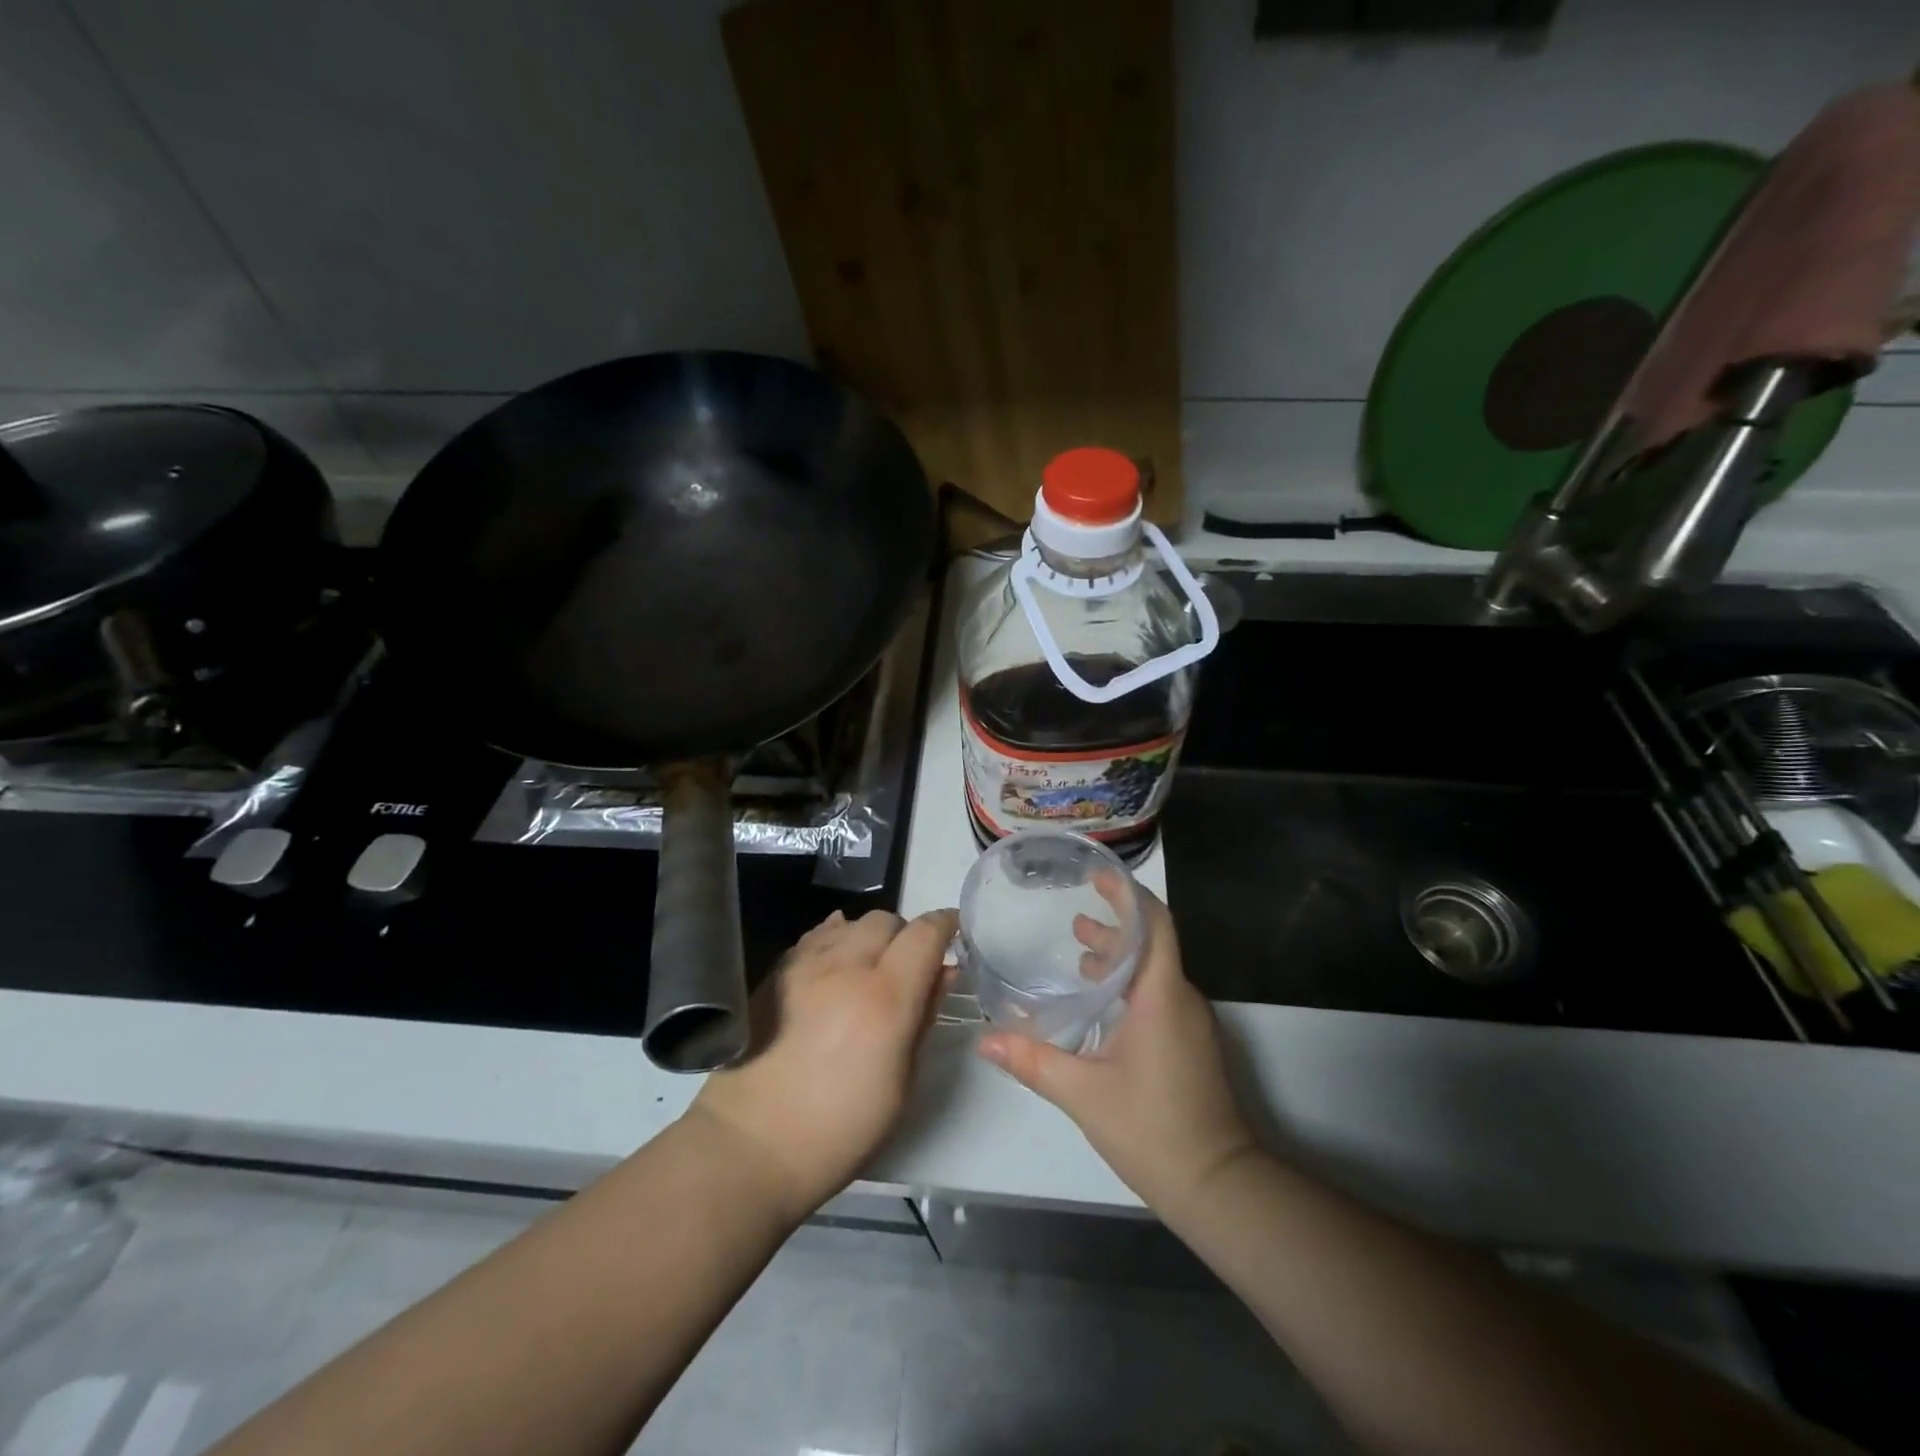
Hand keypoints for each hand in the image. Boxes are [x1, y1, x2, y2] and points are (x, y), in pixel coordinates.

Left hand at [687, 907, 956, 1221]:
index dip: (945, 925)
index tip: (954, 932)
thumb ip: (923, 1018)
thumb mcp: (901, 1084)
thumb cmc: (839, 1129)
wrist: (750, 1144)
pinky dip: (835, 939)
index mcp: (885, 996)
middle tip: (907, 966)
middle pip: (886, 920)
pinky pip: (816, 936)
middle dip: (905, 935)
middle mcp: (846, 966)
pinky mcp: (776, 972)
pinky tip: (835, 963)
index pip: (925, 933)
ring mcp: (805, 965)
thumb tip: (942, 974)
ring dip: (869, 937)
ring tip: (868, 968)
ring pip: (850, 922)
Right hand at [978, 888, 1256, 1213]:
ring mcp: (1190, 1022)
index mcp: (1161, 995)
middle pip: (1152, 943)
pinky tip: (1097, 1002)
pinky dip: (1128, 985)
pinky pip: (1158, 995)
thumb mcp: (1083, 1093)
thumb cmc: (1152, 1129)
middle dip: (1114, 924)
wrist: (1218, 1186)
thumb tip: (985, 1040)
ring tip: (1079, 949)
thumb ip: (1033, 1060)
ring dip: (1119, 957)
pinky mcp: (1189, 1044)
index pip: (1154, 924)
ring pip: (1154, 971)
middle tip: (1073, 917)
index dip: (1127, 895)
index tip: (1097, 876)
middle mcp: (1180, 999)